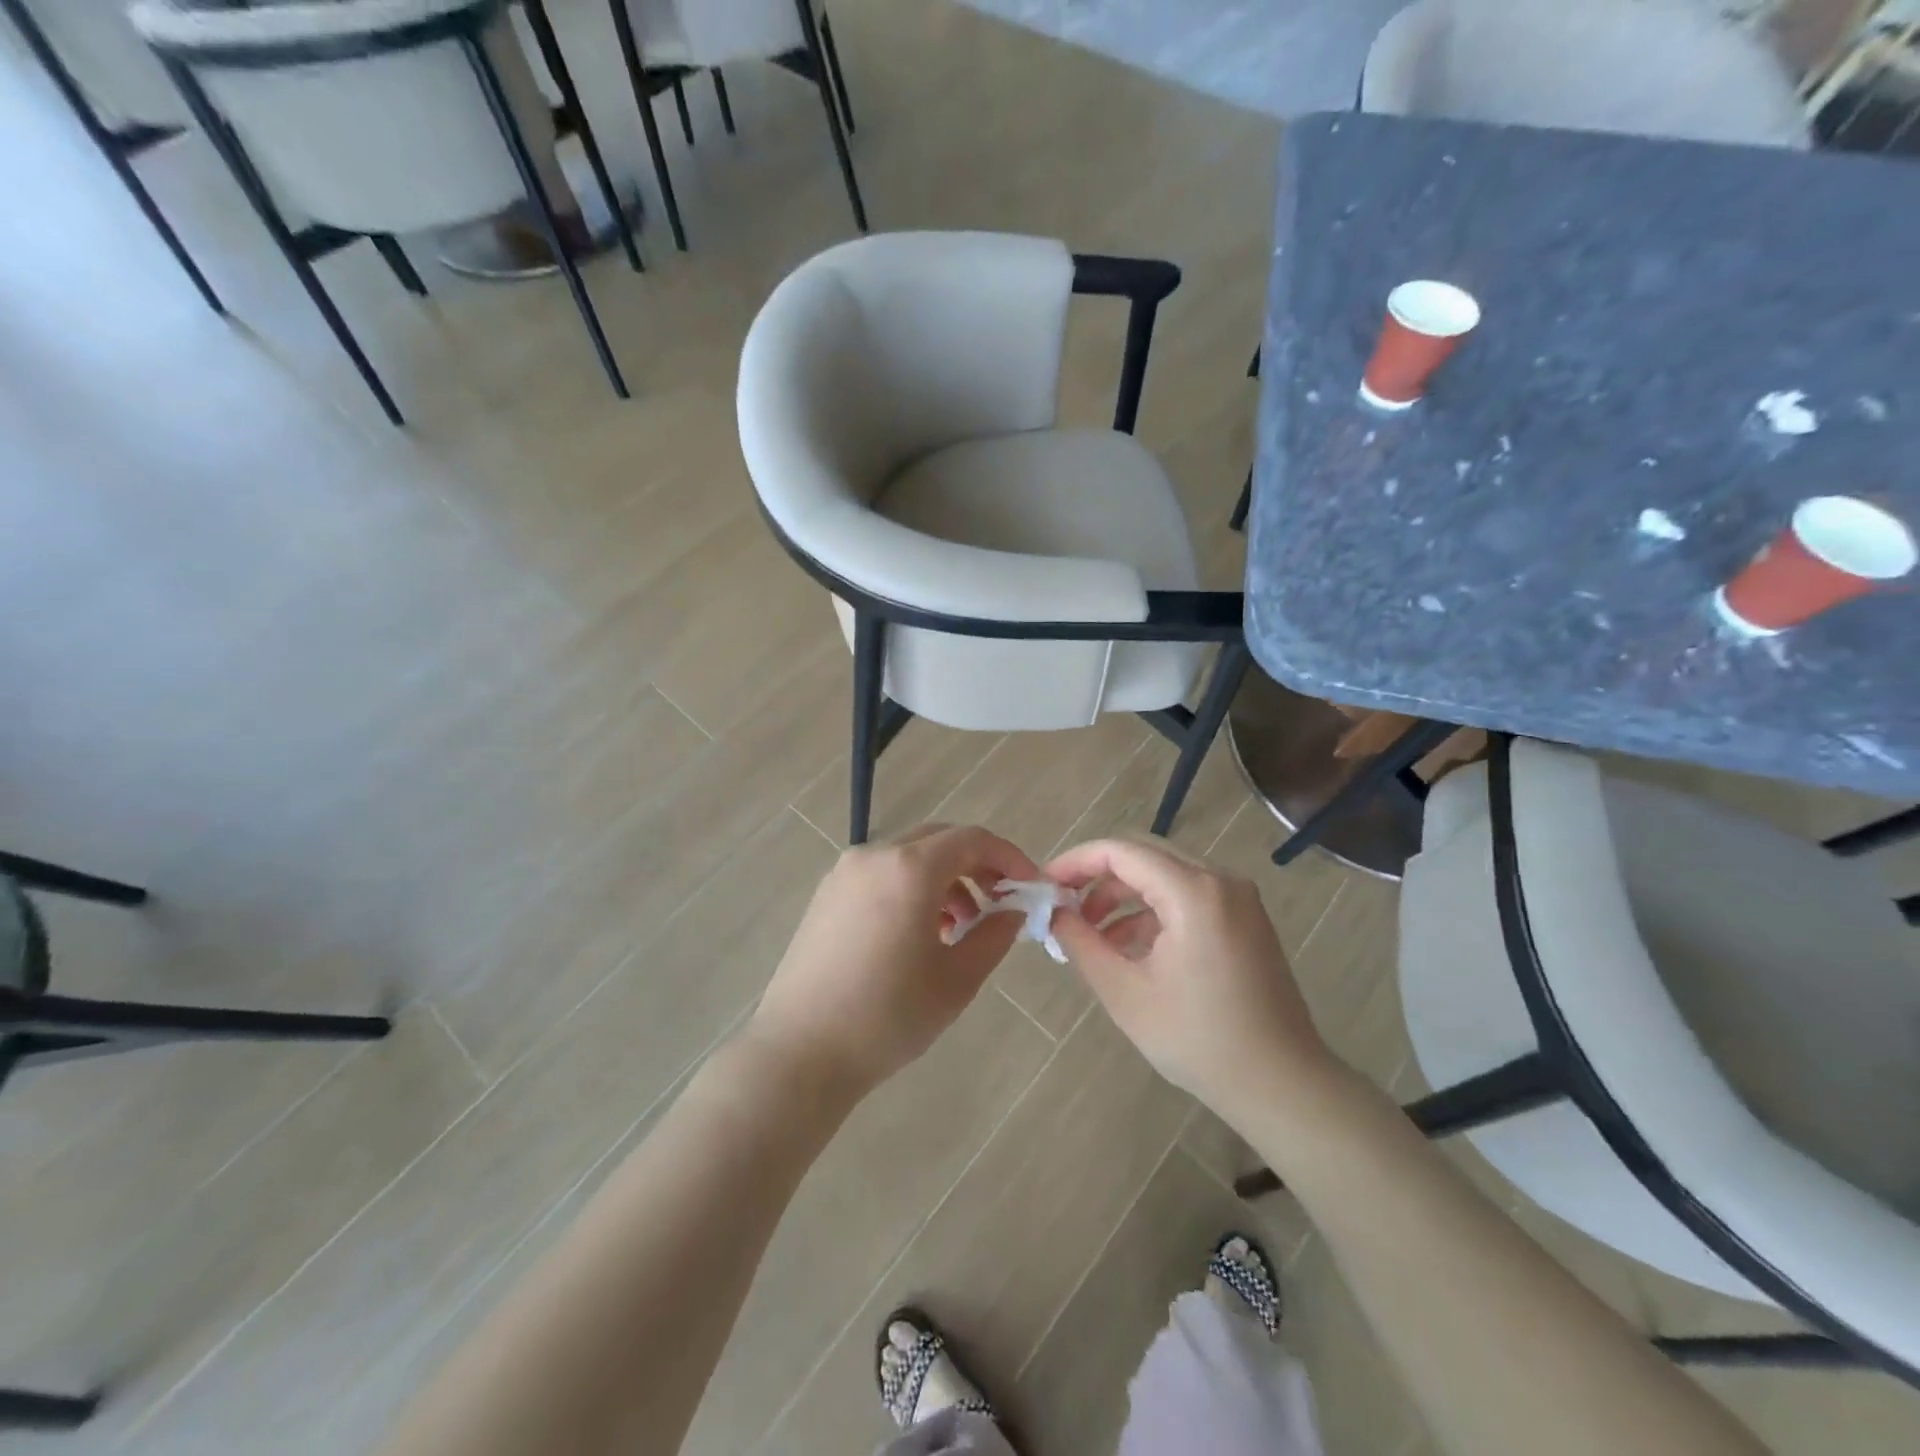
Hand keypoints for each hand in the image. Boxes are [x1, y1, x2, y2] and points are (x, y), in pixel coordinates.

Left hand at [748, 824, 1038, 1098]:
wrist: (800, 1052)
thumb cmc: (887, 1016)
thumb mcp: (957, 980)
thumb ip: (994, 935)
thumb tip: (1013, 911)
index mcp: (910, 868)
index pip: (972, 839)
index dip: (1008, 857)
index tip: (1028, 887)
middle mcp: (875, 855)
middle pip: (939, 841)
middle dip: (976, 866)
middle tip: (998, 905)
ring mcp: (844, 873)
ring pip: (909, 857)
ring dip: (943, 880)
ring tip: (959, 928)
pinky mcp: (826, 894)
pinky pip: (881, 875)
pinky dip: (910, 889)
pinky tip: (917, 934)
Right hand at [1043, 837, 1339, 1125]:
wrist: (1282, 1084)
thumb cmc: (1199, 1040)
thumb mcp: (1125, 992)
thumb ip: (1082, 943)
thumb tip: (1055, 913)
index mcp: (1193, 892)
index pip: (1121, 852)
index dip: (1076, 862)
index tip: (1045, 885)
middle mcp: (1220, 881)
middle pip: (1143, 857)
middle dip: (1097, 879)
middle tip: (1063, 908)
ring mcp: (1238, 899)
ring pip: (1165, 876)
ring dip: (1124, 897)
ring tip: (1091, 935)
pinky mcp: (1245, 919)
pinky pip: (1188, 897)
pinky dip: (1153, 912)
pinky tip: (1129, 947)